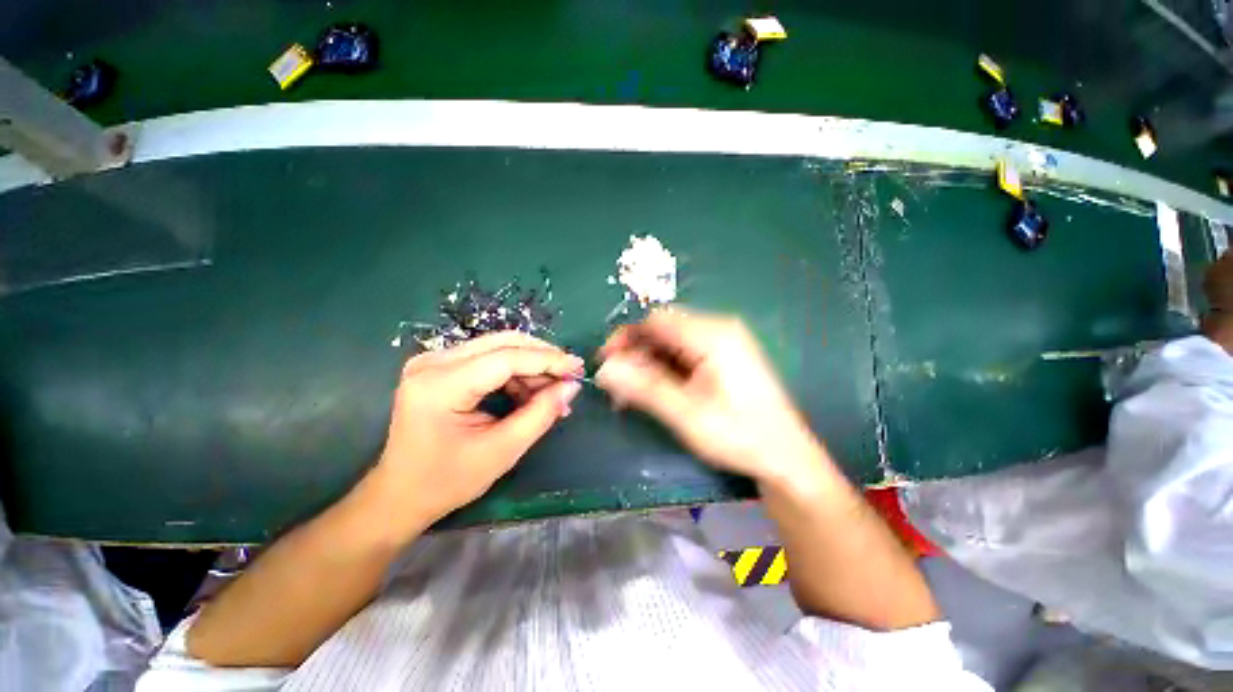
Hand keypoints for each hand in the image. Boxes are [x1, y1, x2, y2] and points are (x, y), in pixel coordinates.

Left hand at [375, 332, 583, 529]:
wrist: (400, 495)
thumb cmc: (447, 480)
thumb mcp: (502, 450)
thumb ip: (541, 414)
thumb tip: (571, 386)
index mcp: (440, 385)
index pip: (506, 358)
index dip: (547, 361)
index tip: (578, 368)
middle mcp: (433, 362)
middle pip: (502, 343)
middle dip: (542, 358)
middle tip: (569, 377)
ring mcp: (433, 362)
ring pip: (498, 348)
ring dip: (530, 368)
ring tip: (552, 394)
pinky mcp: (440, 367)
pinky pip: (488, 359)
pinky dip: (514, 374)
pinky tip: (529, 394)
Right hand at [595, 309, 825, 487]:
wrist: (786, 457)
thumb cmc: (739, 435)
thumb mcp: (686, 413)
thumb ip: (644, 388)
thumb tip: (604, 369)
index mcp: (713, 335)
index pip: (656, 320)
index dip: (626, 337)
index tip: (606, 361)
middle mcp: (718, 329)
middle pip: (663, 329)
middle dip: (636, 353)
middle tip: (617, 383)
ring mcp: (723, 342)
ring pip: (670, 342)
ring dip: (647, 363)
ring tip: (631, 393)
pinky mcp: (723, 356)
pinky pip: (683, 353)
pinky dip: (664, 369)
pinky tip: (653, 390)